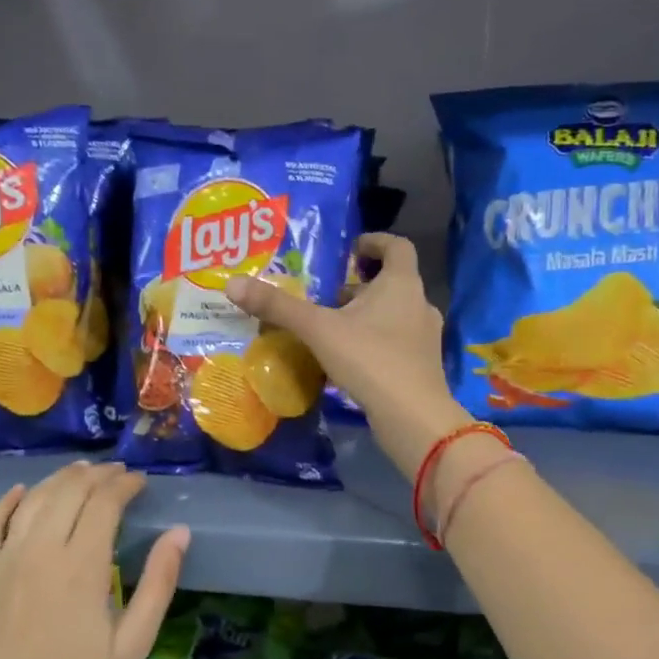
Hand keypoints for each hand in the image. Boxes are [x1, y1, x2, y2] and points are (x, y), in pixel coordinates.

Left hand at [0, 463, 187, 658]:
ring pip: (34, 500)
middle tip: (117, 473)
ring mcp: (4, 560)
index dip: (125, 485)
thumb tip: (179, 534)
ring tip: (81, 472)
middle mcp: (41, 550)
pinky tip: (22, 491)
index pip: (105, 503)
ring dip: (60, 479)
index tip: (140, 481)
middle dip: (97, 475)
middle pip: (70, 492)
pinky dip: (7, 501)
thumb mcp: (132, 646)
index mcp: (81, 566)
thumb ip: (157, 585)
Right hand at [224, 233, 467, 476]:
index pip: (397, 246)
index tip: (351, 250)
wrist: (412, 416)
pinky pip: (396, 342)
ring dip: (368, 314)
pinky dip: (375, 341)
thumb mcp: (318, 330)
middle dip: (362, 284)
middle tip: (330, 294)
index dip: (374, 242)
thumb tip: (233, 284)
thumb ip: (279, 307)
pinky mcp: (422, 366)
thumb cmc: (369, 359)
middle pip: (393, 282)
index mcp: (401, 283)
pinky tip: (350, 359)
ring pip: (395, 314)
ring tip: (335, 327)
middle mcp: (419, 304)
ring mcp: (425, 337)